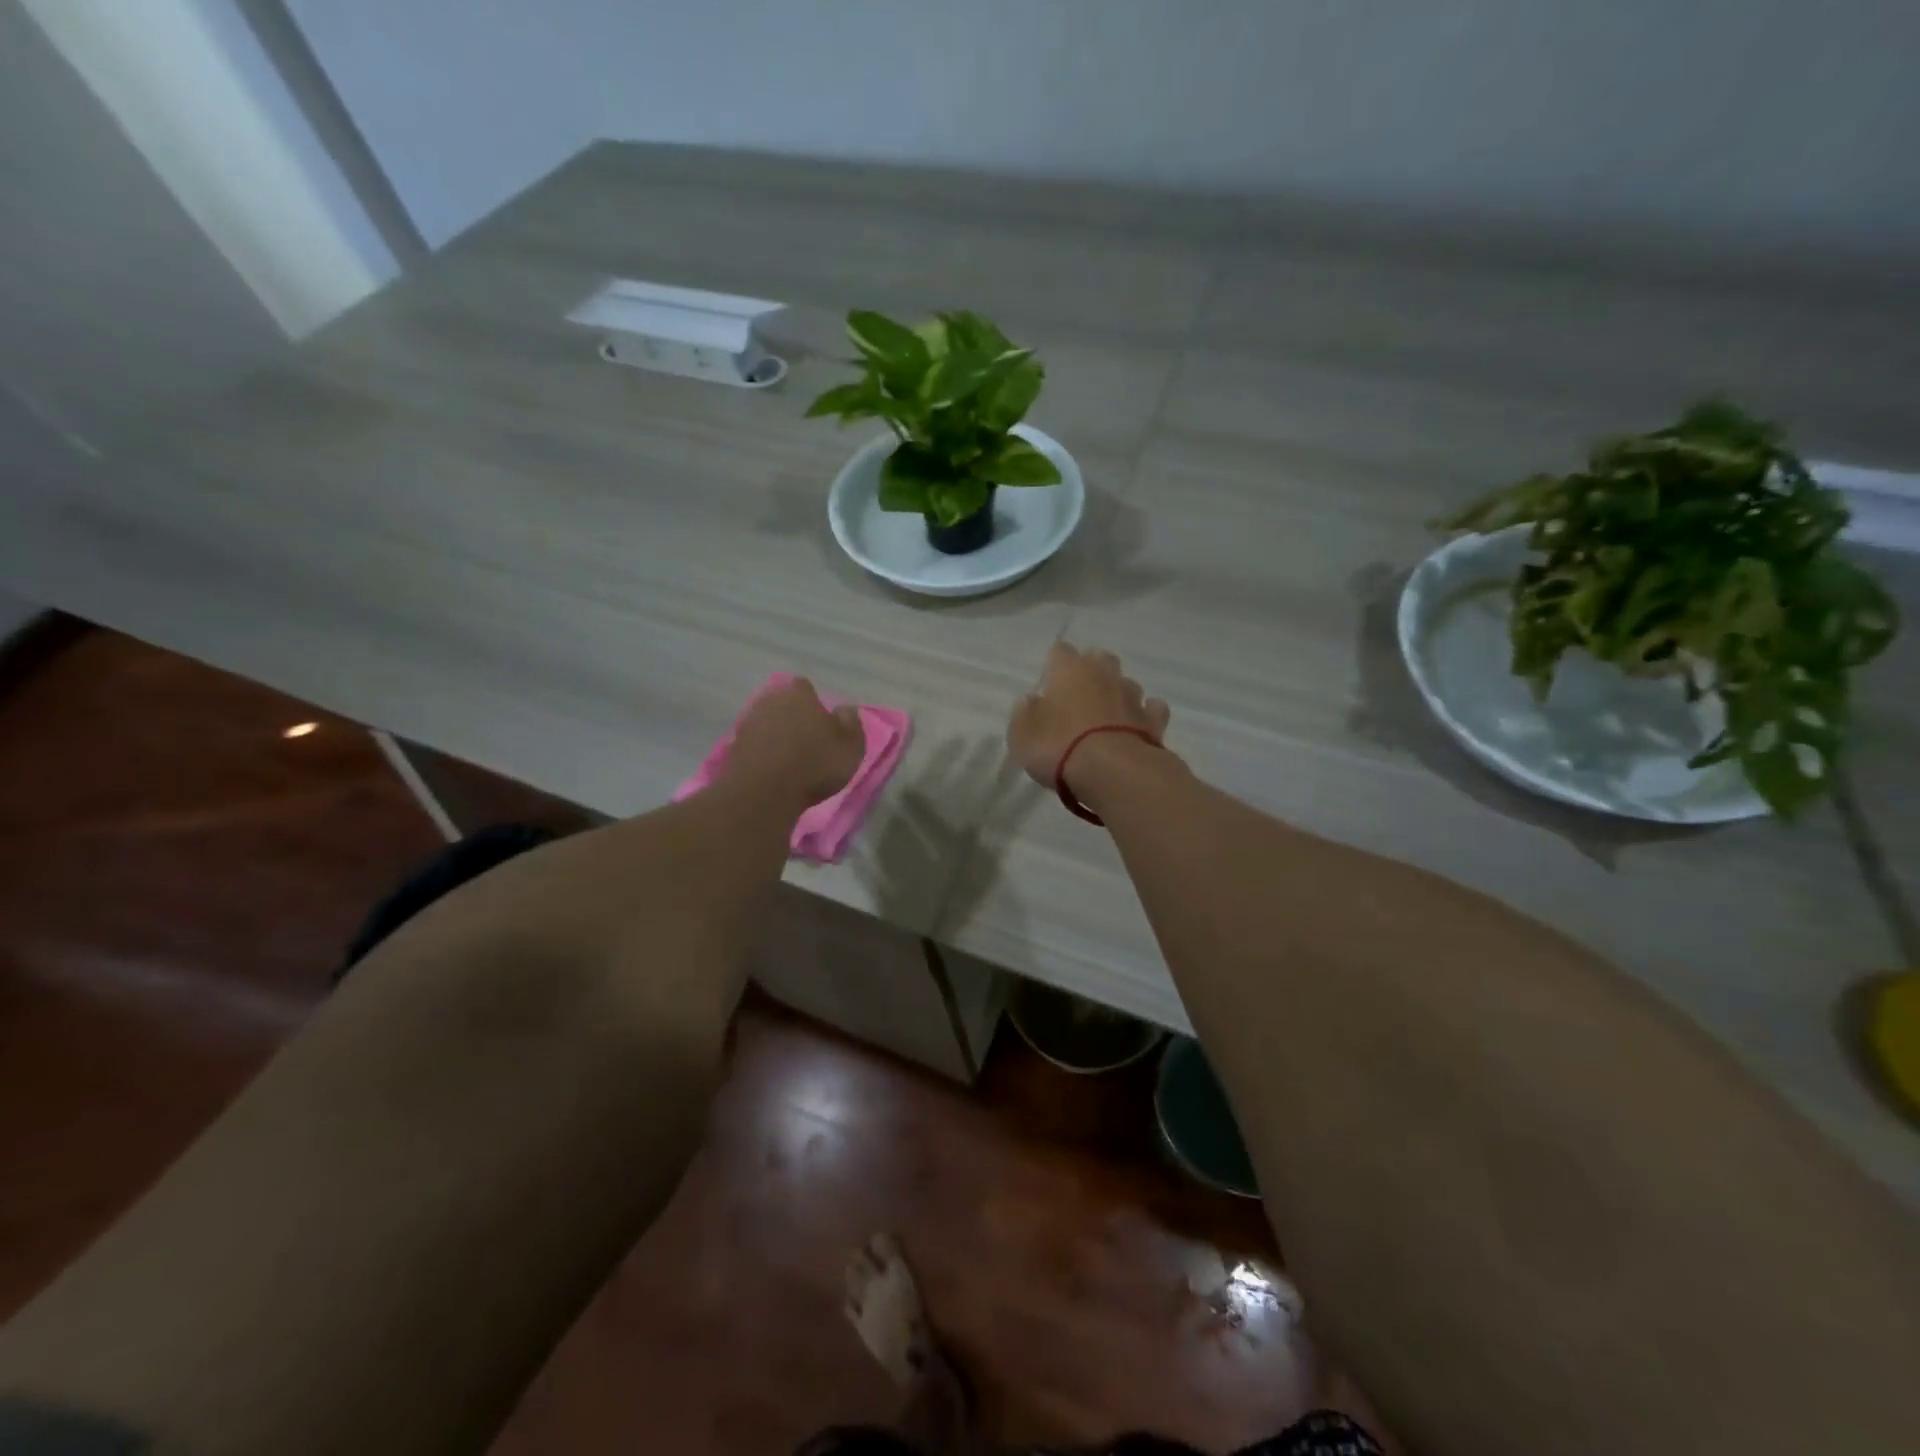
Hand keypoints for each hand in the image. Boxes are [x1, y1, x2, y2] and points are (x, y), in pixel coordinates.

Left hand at [726, 677, 866, 806]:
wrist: (764, 793)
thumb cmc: (815, 764)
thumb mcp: (850, 745)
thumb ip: (851, 723)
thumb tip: (845, 709)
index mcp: (799, 695)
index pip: (804, 686)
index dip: (813, 701)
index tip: (821, 720)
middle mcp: (769, 701)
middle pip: (781, 702)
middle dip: (791, 715)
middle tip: (806, 738)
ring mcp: (747, 724)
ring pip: (765, 722)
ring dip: (775, 734)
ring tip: (788, 757)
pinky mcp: (733, 748)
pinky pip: (753, 744)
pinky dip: (761, 752)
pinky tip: (771, 768)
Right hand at [1007, 644, 1171, 789]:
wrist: (1113, 772)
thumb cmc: (1058, 747)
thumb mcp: (1022, 735)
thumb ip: (1024, 714)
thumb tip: (1031, 701)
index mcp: (1070, 670)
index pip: (1060, 651)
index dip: (1054, 665)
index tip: (1048, 686)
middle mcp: (1104, 674)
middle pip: (1099, 658)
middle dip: (1091, 671)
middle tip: (1079, 697)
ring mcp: (1133, 696)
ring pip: (1126, 683)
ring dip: (1117, 694)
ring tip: (1106, 717)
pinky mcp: (1154, 720)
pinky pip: (1151, 709)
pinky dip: (1144, 715)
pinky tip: (1136, 727)